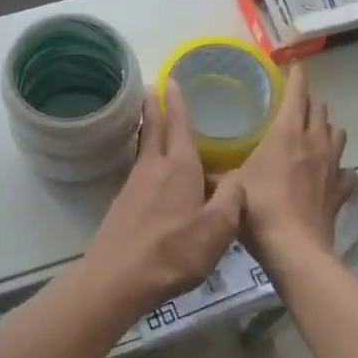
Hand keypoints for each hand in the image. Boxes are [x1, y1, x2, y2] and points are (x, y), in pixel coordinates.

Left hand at [83, 84, 243, 317]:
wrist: (118, 277)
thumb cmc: (173, 251)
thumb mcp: (217, 230)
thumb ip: (232, 201)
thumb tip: (239, 180)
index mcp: (180, 167)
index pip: (179, 125)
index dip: (177, 102)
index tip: (170, 80)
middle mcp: (154, 168)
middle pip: (154, 129)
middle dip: (155, 107)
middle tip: (153, 87)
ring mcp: (134, 185)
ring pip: (145, 148)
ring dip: (149, 129)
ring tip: (153, 120)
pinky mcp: (124, 203)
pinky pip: (140, 168)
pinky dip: (147, 156)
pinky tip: (152, 169)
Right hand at [231, 65, 353, 276]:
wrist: (295, 250)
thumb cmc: (259, 209)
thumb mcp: (228, 186)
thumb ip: (212, 172)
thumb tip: (192, 165)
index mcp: (286, 133)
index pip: (297, 93)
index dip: (296, 77)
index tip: (292, 67)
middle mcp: (313, 142)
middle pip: (319, 109)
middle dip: (308, 100)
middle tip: (293, 102)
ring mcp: (332, 166)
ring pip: (337, 133)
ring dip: (325, 127)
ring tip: (312, 132)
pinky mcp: (341, 190)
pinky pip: (346, 170)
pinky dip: (338, 167)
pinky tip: (328, 173)